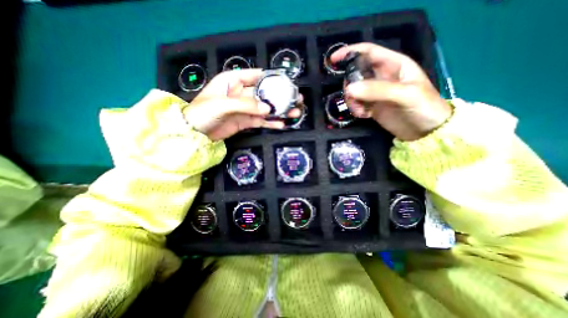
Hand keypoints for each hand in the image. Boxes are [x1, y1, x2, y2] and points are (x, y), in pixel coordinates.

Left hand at [185, 69, 303, 141]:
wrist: (194, 133)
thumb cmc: (203, 112)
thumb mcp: (223, 104)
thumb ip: (246, 105)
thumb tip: (268, 109)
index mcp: (233, 81)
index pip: (256, 75)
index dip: (272, 78)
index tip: (287, 83)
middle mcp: (241, 93)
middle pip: (265, 94)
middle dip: (280, 97)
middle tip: (296, 100)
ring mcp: (245, 109)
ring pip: (265, 109)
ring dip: (279, 112)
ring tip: (294, 113)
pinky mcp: (246, 121)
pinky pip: (261, 121)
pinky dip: (271, 123)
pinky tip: (281, 124)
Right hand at [331, 43, 450, 139]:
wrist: (425, 132)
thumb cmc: (423, 107)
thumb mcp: (405, 95)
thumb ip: (377, 90)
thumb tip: (349, 89)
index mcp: (393, 64)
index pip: (368, 52)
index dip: (350, 52)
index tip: (333, 59)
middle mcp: (381, 76)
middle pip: (356, 73)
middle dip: (349, 84)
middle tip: (352, 97)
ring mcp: (375, 93)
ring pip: (353, 91)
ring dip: (352, 101)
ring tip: (360, 111)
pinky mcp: (371, 106)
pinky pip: (356, 104)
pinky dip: (355, 109)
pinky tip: (364, 115)